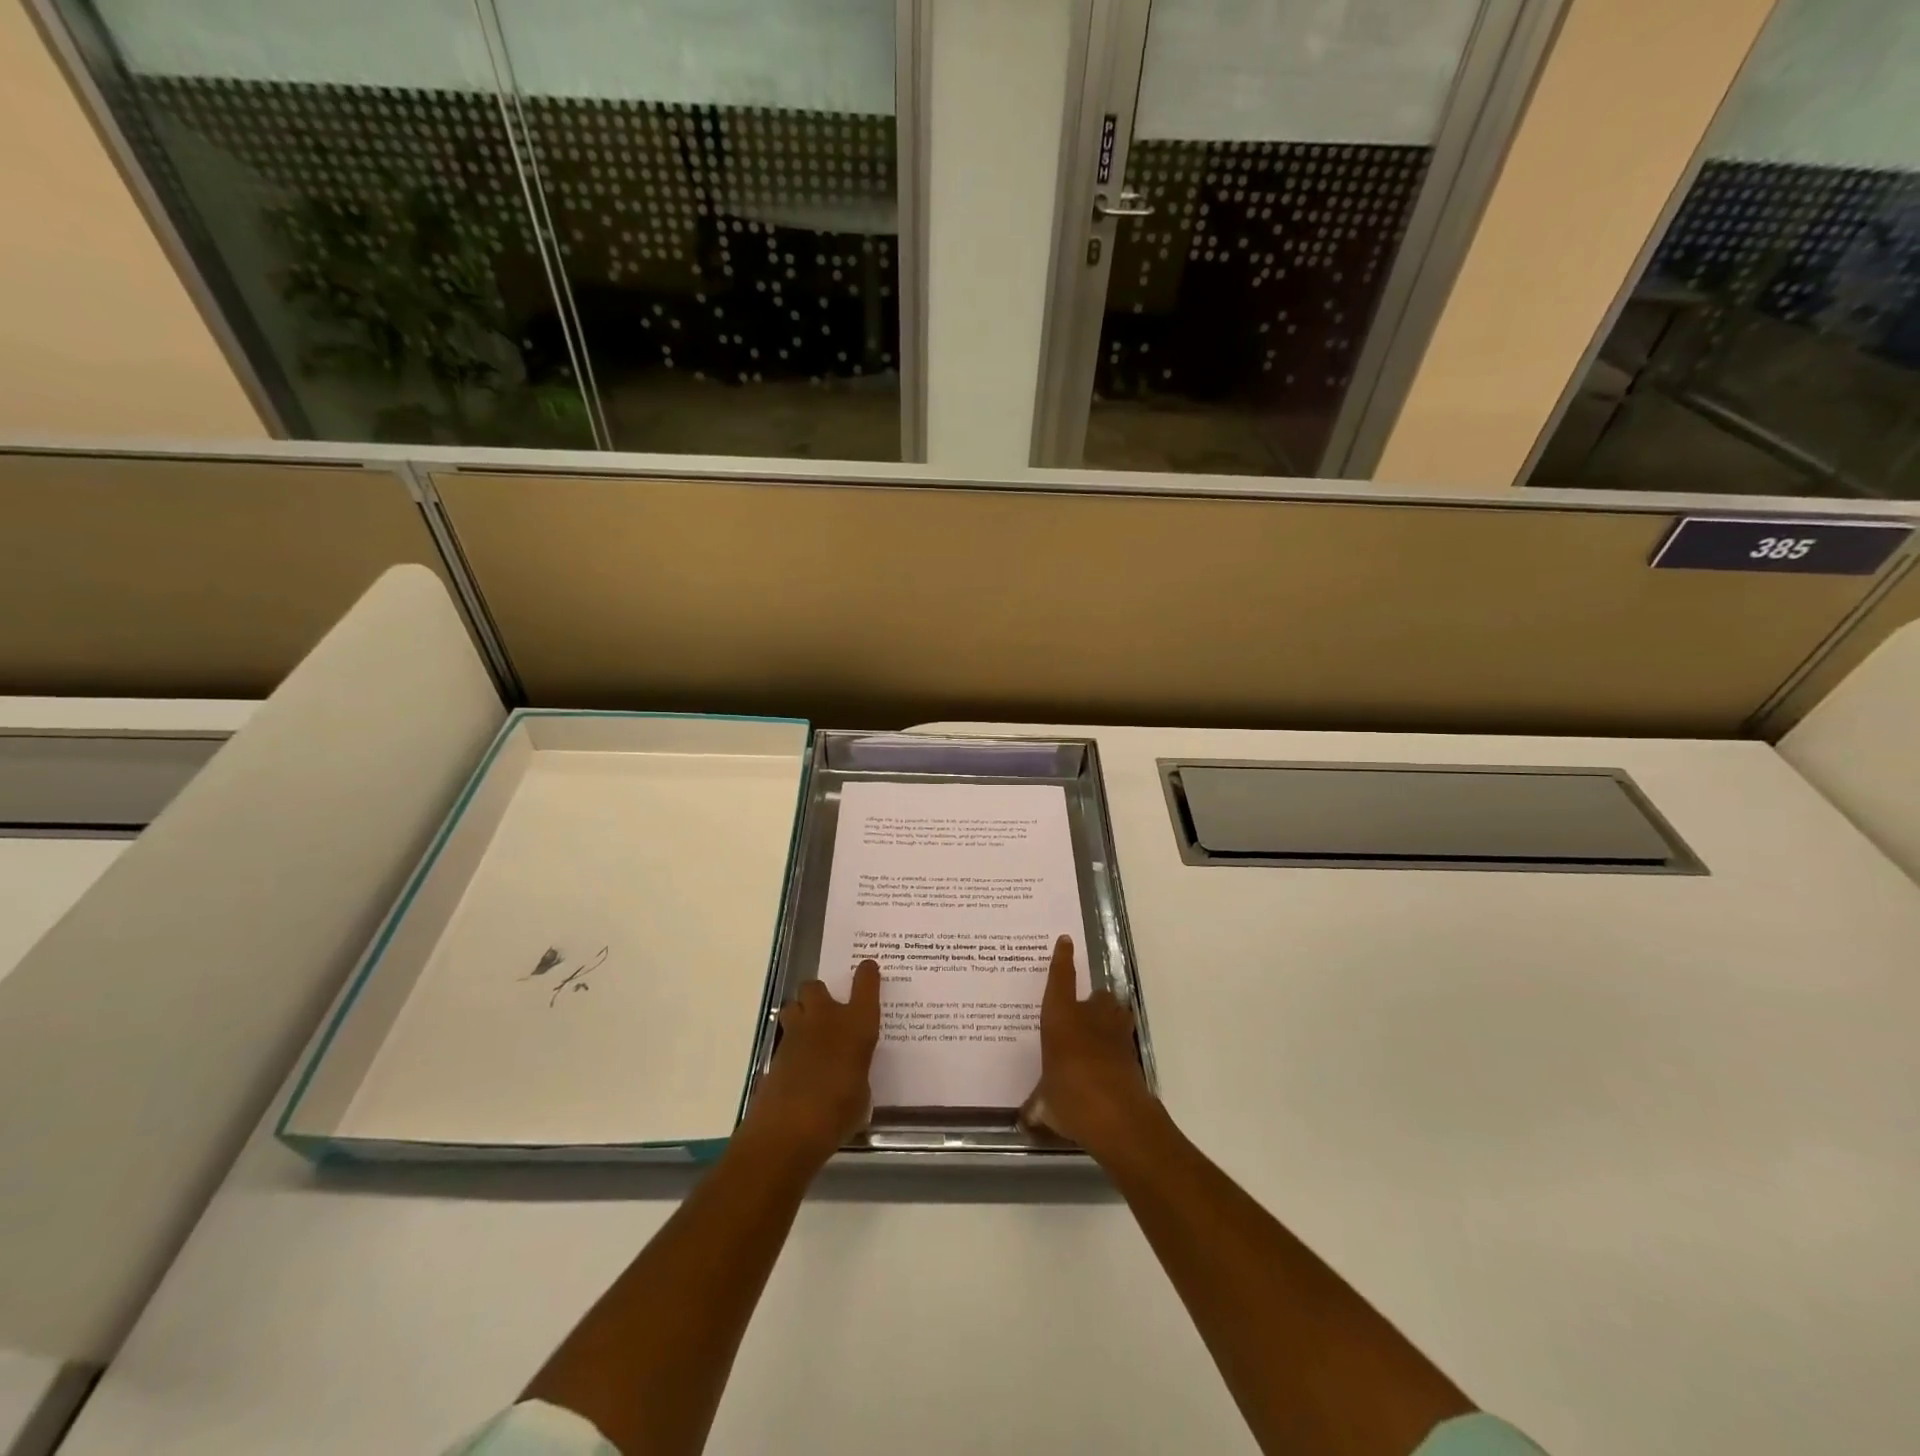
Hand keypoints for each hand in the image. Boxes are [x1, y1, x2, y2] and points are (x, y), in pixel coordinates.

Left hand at [743, 960, 881, 1165]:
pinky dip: (791, 1046)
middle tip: (827, 1012)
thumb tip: (851, 1072)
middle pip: (815, 986)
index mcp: (857, 1025)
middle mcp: (826, 1019)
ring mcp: (796, 1034)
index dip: (867, 974)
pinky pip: (784, 1037)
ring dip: (800, 1014)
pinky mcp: (774, 1053)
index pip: (866, 984)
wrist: (788, 1130)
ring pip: (793, 1005)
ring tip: (809, 1034)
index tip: (868, 969)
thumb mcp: (862, 1094)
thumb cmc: (839, 1111)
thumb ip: (858, 1073)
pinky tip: (799, 1066)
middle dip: (819, 995)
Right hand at [1020, 935, 1158, 1160]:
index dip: (1062, 959)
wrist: (1120, 1119)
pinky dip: (1118, 1047)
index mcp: (1061, 1020)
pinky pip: (1124, 1040)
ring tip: (1100, 1034)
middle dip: (1093, 1002)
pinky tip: (1108, 1064)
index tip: (1066, 941)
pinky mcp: (1134, 1054)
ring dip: (1111, 1019)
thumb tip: (1023, 1120)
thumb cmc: (1072, 1100)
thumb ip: (1036, 1108)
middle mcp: (1090, 1018)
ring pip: (1117, 1012)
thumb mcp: (1046, 1107)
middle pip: (1098, 995)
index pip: (1060, 980)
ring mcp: (1116, 1034)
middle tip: (1082, 1016)